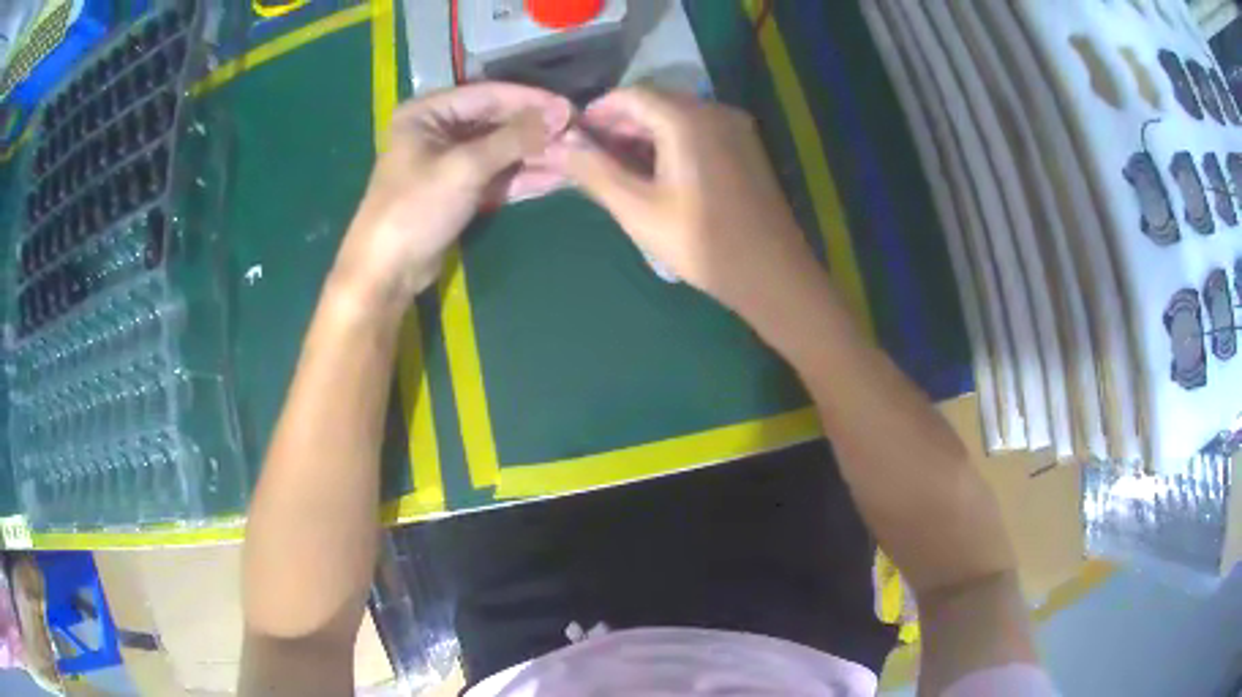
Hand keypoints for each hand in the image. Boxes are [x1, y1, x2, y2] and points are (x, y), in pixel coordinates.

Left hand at [330, 83, 573, 312]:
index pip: (488, 95)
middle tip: (578, 135)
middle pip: (497, 121)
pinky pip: (496, 174)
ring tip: (576, 158)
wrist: (387, 272)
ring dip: (535, 155)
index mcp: (428, 112)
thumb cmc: (416, 209)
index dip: (531, 101)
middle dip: (536, 131)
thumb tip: (563, 113)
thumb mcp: (465, 167)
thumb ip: (515, 138)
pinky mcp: (459, 188)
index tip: (571, 108)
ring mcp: (449, 160)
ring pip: (500, 149)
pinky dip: (522, 177)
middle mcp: (438, 129)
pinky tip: (556, 178)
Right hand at [550, 88, 822, 317]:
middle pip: (656, 102)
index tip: (574, 135)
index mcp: (687, 119)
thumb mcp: (638, 209)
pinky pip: (700, 130)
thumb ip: (595, 172)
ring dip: (645, 134)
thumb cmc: (702, 242)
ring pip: (678, 116)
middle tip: (593, 155)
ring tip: (619, 167)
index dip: (598, 111)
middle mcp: (715, 111)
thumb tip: (559, 146)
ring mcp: (736, 128)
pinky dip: (672, 142)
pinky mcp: (746, 147)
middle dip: (620, 124)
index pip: (631, 95)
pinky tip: (658, 171)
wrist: (772, 274)